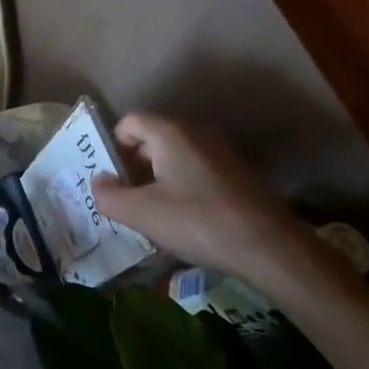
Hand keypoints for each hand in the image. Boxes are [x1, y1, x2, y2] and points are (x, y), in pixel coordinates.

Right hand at [88, 113, 308, 283]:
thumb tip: (99, 181)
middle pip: (150, 138)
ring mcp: (218, 151)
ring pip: (173, 156)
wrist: (269, 247)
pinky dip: (180, 186)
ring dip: (156, 178)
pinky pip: (194, 169)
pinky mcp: (234, 173)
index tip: (111, 180)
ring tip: (152, 212)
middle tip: (125, 198)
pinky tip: (182, 219)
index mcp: (169, 131)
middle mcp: (194, 131)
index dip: (112, 147)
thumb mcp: (141, 213)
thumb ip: (108, 195)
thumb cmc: (197, 221)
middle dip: (132, 165)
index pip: (129, 122)